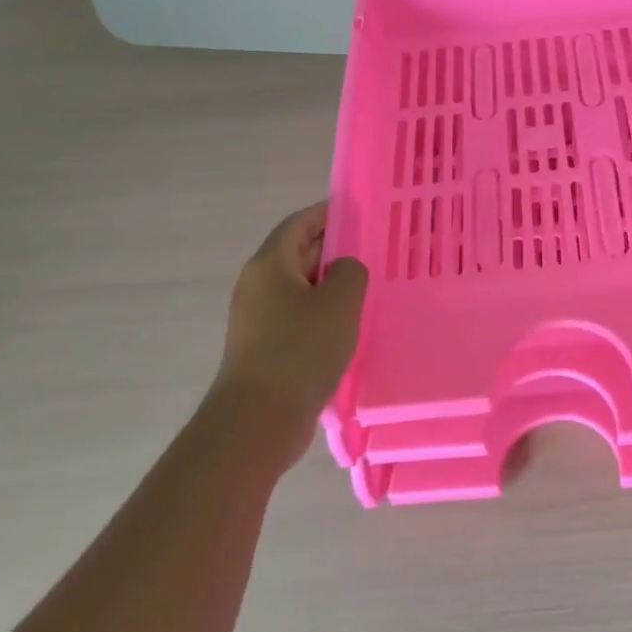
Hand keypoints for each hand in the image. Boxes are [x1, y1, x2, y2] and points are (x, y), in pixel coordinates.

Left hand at [217, 203, 367, 455]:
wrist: (258, 420)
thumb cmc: (300, 350)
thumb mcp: (340, 301)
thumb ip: (350, 271)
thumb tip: (343, 269)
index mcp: (270, 264)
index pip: (300, 223)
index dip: (329, 213)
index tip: (361, 212)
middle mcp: (257, 285)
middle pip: (298, 253)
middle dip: (334, 249)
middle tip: (374, 250)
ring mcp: (257, 318)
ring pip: (300, 287)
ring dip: (331, 285)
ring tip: (368, 288)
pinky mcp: (264, 347)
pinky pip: (297, 316)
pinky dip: (322, 313)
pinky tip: (348, 326)